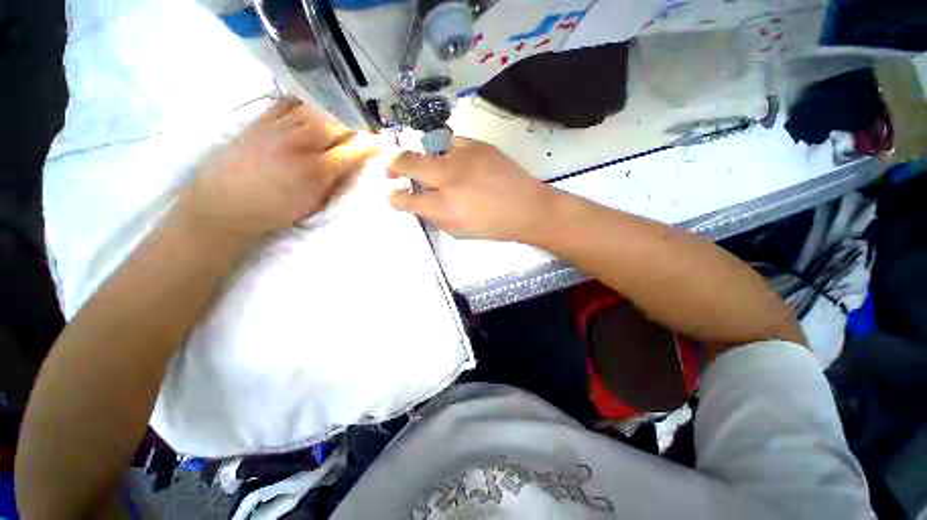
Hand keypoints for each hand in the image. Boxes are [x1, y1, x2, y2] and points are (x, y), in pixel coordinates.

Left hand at [178, 98, 378, 242]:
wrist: (223, 205)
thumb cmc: (275, 211)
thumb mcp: (314, 203)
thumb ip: (337, 181)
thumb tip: (354, 165)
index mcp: (317, 170)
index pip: (354, 149)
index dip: (371, 144)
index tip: (381, 143)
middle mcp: (300, 143)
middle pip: (337, 122)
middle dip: (355, 123)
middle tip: (363, 128)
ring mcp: (278, 127)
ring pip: (315, 107)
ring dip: (333, 110)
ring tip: (340, 115)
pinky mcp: (260, 120)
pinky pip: (287, 101)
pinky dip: (305, 101)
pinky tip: (312, 106)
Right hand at [387, 137, 556, 241]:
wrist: (528, 208)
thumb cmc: (494, 227)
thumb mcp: (460, 232)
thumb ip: (435, 217)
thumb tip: (420, 204)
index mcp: (444, 207)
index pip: (406, 199)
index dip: (395, 197)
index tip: (392, 195)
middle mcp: (448, 179)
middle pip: (408, 163)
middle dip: (394, 166)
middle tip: (392, 171)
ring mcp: (463, 157)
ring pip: (428, 148)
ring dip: (420, 157)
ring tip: (424, 165)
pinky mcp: (478, 145)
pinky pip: (451, 142)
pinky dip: (445, 151)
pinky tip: (451, 160)